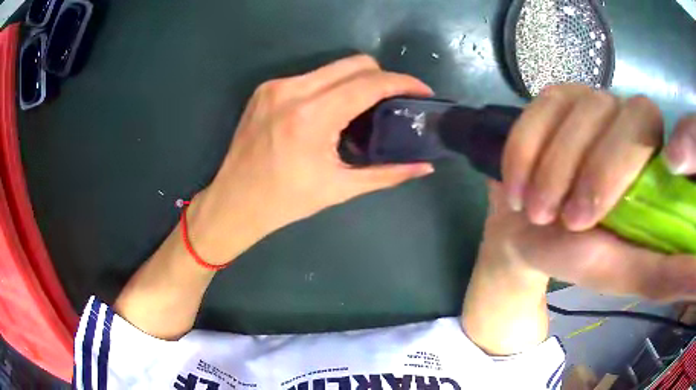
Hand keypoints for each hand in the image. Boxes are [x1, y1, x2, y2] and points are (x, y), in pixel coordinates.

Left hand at [185, 55, 433, 264]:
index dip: (403, 83)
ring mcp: (275, 86)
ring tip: (366, 107)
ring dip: (357, 80)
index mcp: (312, 116)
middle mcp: (292, 90)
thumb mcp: (340, 188)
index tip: (422, 91)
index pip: (369, 83)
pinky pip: (311, 76)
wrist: (234, 201)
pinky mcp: (266, 88)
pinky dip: (331, 86)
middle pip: (354, 63)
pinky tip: (333, 109)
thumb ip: (388, 174)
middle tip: (394, 100)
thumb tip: (425, 167)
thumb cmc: (286, 201)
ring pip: (333, 66)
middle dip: (382, 77)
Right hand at [482, 84, 695, 300]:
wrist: (523, 236)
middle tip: (569, 220)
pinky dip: (525, 149)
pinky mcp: (553, 97)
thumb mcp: (626, 274)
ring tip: (535, 211)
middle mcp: (628, 119)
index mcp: (654, 160)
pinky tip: (516, 185)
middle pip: (628, 117)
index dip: (663, 144)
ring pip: (582, 111)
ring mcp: (589, 100)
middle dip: (599, 170)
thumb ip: (668, 275)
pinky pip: (541, 107)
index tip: (659, 176)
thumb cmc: (577, 258)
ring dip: (555, 168)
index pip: (670, 137)